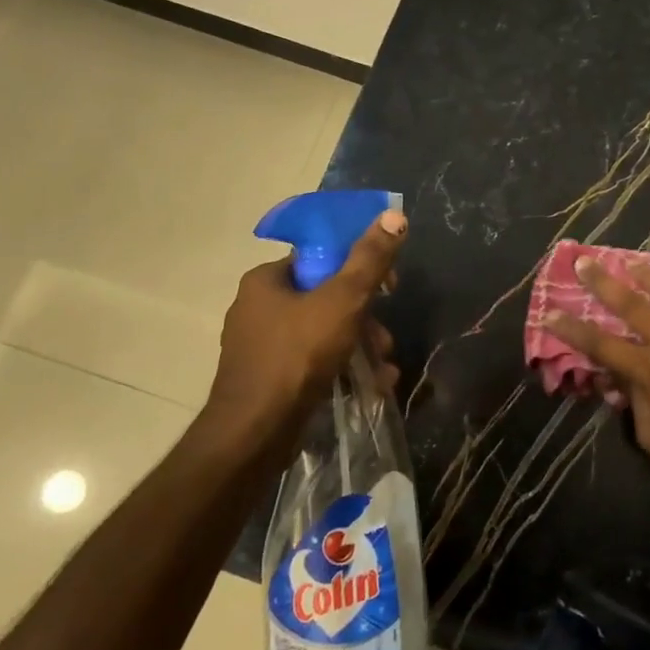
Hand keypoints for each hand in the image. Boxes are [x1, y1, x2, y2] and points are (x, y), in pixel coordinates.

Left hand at [197, 209, 405, 467]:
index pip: (321, 258)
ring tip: (383, 369)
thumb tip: (395, 214)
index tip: (389, 286)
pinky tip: (370, 386)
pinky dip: (343, 369)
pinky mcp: (269, 380)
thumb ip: (370, 259)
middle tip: (385, 339)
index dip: (360, 267)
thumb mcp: (343, 300)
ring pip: (325, 333)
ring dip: (361, 347)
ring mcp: (262, 347)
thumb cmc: (297, 356)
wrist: (254, 434)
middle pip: (327, 298)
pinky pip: (314, 362)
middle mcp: (259, 308)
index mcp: (266, 280)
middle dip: (366, 318)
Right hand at [546, 258, 649, 494]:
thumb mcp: (648, 434)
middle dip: (604, 282)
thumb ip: (630, 399)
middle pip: (631, 305)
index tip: (550, 313)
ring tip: (635, 264)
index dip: (571, 329)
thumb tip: (614, 377)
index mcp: (648, 369)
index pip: (600, 344)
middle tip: (586, 262)